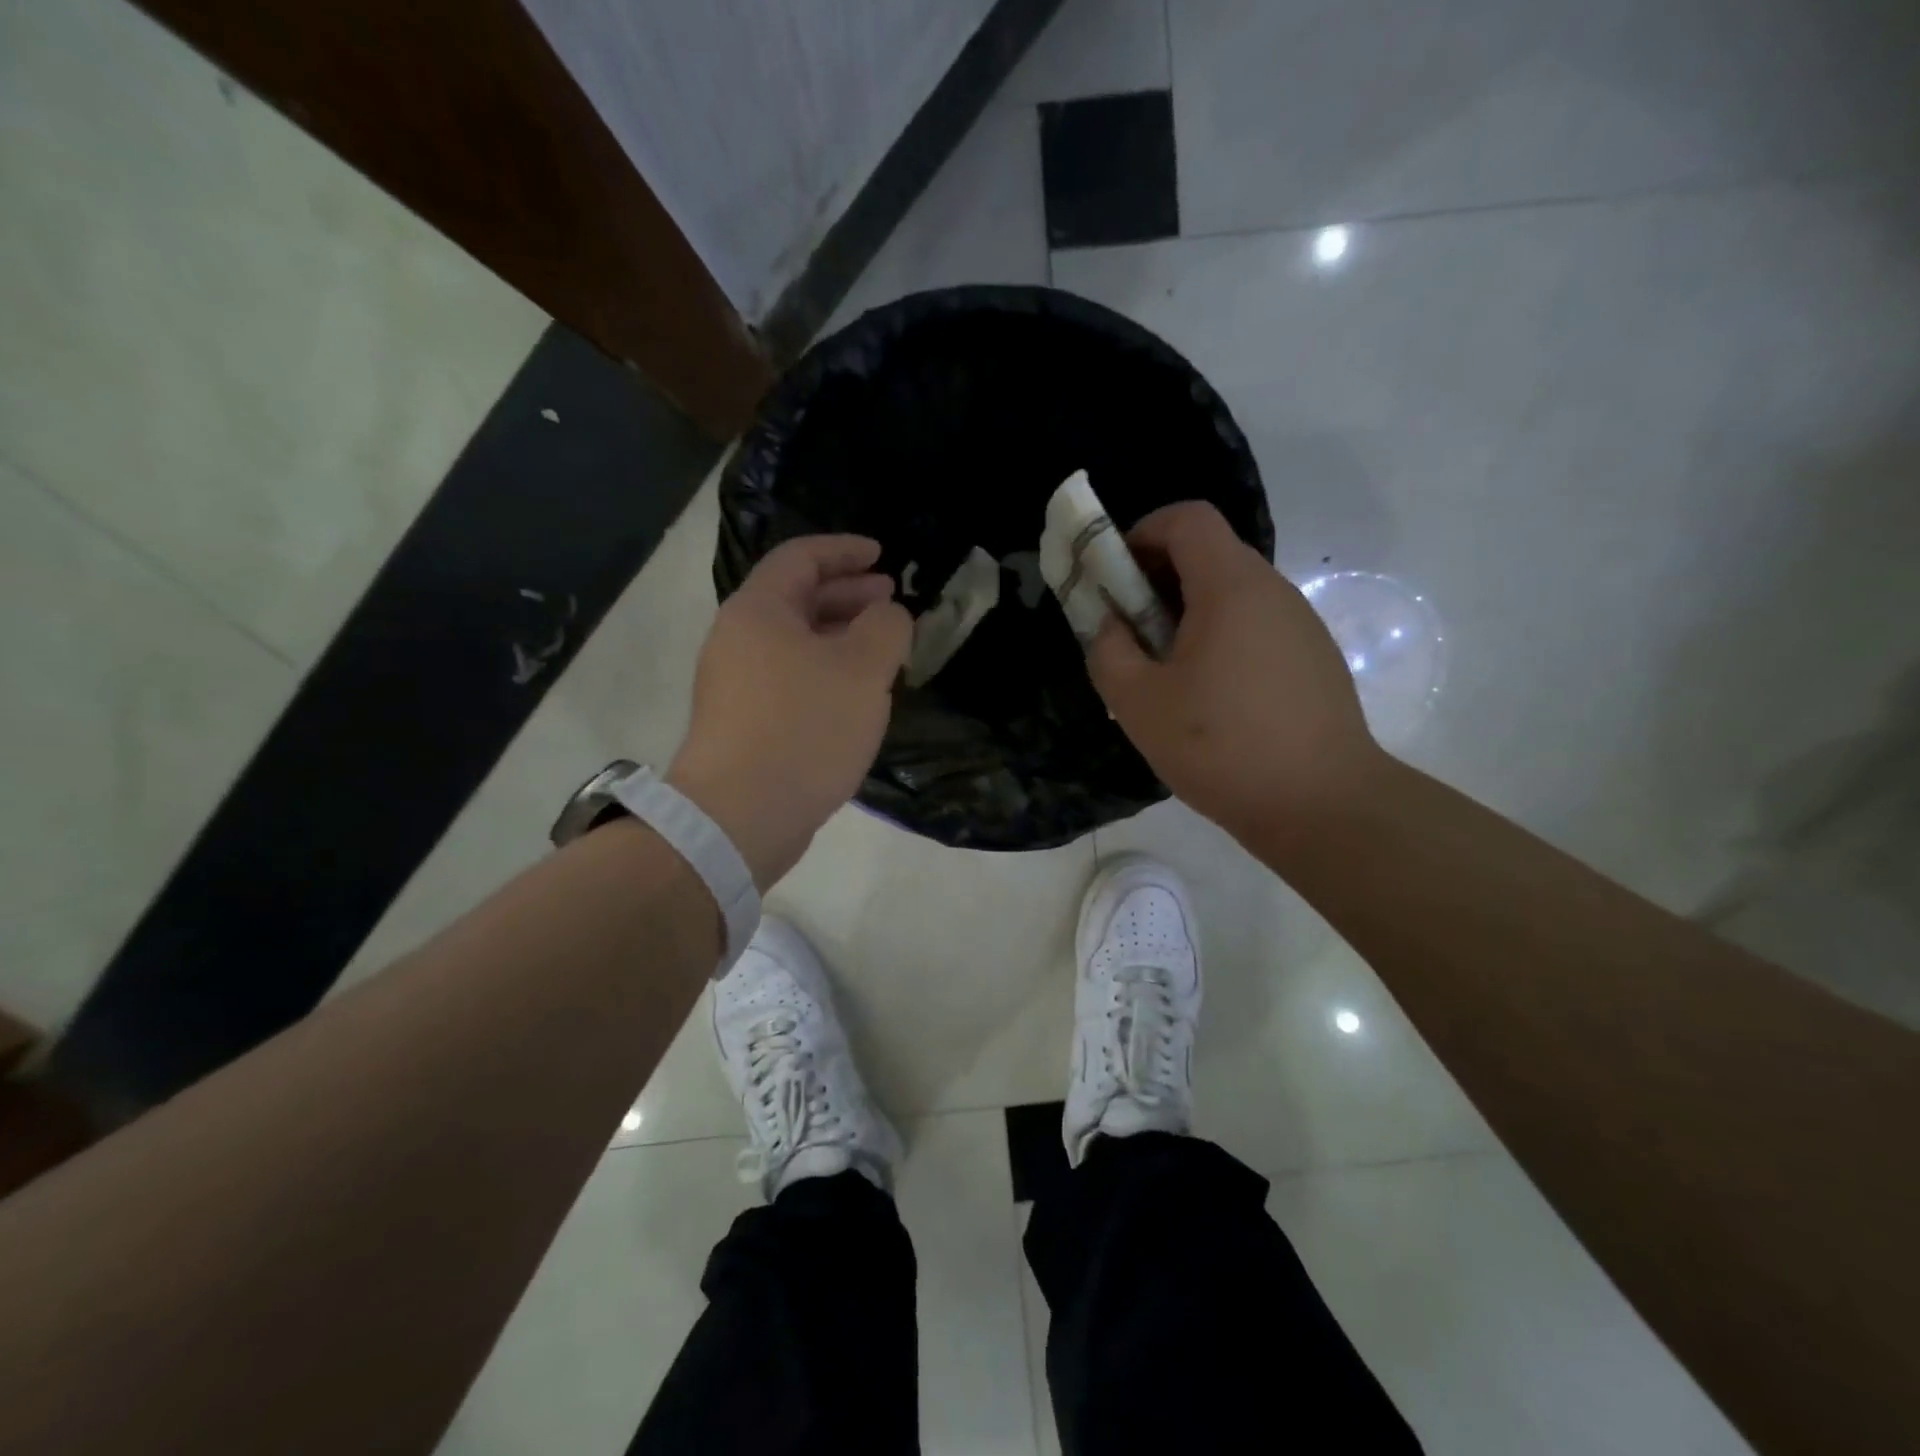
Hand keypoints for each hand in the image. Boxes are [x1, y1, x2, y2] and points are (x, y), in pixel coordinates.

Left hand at [668, 536, 909, 887]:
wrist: (740, 816)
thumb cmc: (804, 728)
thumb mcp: (862, 669)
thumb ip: (886, 628)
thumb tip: (887, 615)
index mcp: (759, 611)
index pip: (801, 558)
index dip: (845, 551)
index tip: (883, 556)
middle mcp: (738, 639)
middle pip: (795, 599)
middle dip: (847, 595)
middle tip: (891, 600)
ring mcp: (736, 685)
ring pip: (795, 643)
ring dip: (840, 637)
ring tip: (881, 649)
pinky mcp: (744, 723)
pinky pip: (790, 679)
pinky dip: (825, 672)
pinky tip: (854, 695)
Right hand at [1088, 502, 1385, 844]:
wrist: (1323, 804)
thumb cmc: (1220, 746)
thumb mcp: (1138, 703)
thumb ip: (1108, 651)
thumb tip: (1113, 626)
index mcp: (1230, 587)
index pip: (1187, 518)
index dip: (1142, 533)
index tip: (1116, 578)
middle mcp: (1272, 591)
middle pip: (1209, 554)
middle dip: (1158, 579)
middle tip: (1130, 632)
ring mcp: (1300, 625)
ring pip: (1233, 594)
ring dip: (1189, 614)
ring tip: (1167, 672)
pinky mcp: (1314, 658)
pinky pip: (1256, 627)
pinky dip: (1221, 639)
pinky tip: (1210, 698)